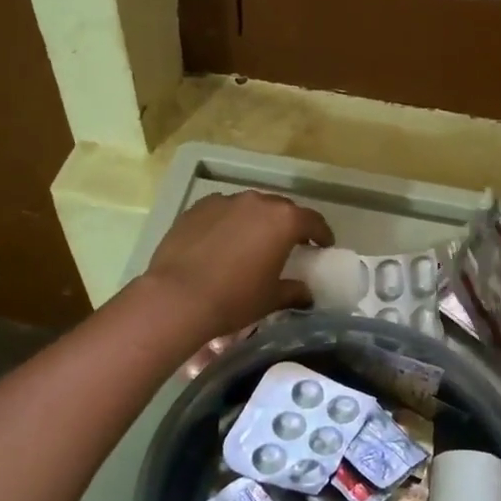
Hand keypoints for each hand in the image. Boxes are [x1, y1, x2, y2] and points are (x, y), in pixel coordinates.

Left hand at [142, 190, 332, 339]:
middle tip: (289, 244)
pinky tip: (221, 242)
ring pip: (249, 207)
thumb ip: (294, 291)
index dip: (321, 234)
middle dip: (288, 225)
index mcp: (283, 221)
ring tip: (251, 242)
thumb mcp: (270, 299)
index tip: (323, 245)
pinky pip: (222, 211)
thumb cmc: (234, 298)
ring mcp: (225, 202)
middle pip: (281, 209)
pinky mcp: (197, 208)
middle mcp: (256, 203)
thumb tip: (306, 293)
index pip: (313, 221)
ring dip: (256, 221)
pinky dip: (228, 222)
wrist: (177, 296)